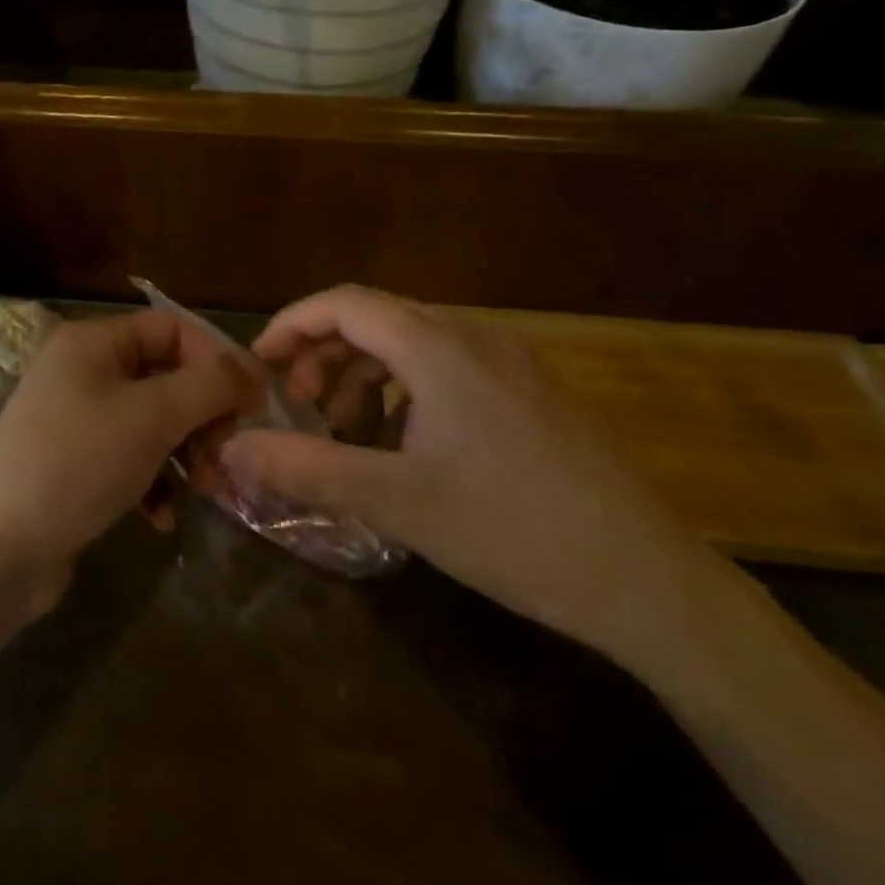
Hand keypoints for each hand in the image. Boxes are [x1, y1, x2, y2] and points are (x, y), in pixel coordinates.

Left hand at [0, 310, 254, 612]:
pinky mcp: (71, 464)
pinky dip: (152, 481)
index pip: (171, 329)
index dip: (215, 360)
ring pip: (150, 421)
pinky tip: (161, 518)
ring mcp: (73, 419)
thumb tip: (254, 369)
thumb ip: (210, 386)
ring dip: (183, 451)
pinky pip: (127, 458)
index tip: (249, 406)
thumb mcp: (152, 416)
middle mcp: (81, 370)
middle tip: (224, 454)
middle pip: (164, 375)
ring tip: (202, 488)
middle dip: (201, 414)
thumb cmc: (77, 463)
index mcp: (93, 342)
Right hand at [221, 286, 731, 668]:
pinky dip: (405, 388)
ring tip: (346, 429)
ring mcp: (509, 361)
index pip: (343, 303)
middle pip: (376, 317)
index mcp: (438, 348)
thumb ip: (308, 469)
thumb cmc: (513, 531)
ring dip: (365, 372)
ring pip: (412, 341)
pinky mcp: (529, 390)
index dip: (292, 324)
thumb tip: (235, 448)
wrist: (648, 581)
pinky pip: (446, 366)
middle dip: (325, 353)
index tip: (259, 364)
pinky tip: (405, 443)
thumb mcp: (398, 502)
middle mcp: (473, 336)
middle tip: (300, 406)